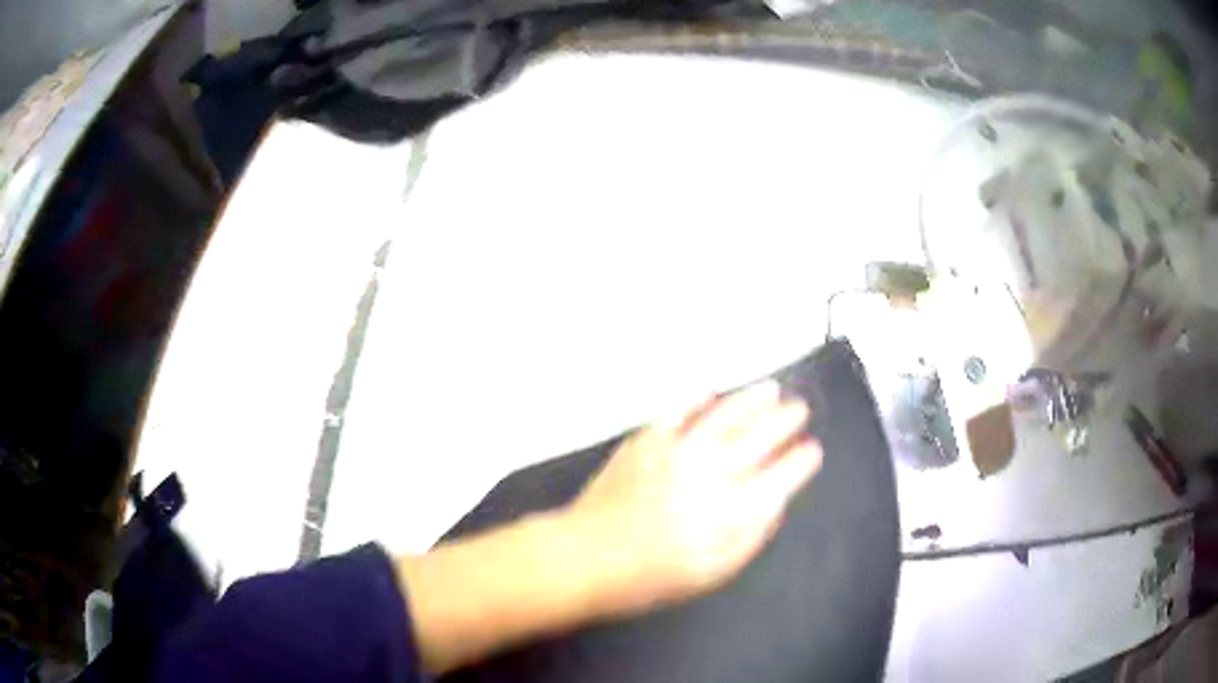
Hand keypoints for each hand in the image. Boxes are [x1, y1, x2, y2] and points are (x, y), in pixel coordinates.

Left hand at [564, 380, 821, 615]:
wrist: (588, 556)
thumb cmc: (650, 576)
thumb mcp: (712, 573)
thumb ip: (750, 537)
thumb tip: (773, 506)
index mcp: (733, 509)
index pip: (781, 476)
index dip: (800, 462)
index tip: (811, 451)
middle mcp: (713, 472)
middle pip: (760, 437)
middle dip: (785, 421)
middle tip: (799, 411)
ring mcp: (680, 450)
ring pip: (727, 415)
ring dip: (753, 400)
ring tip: (772, 391)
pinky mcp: (648, 440)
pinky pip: (678, 409)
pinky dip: (696, 396)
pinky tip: (710, 389)